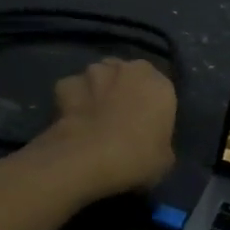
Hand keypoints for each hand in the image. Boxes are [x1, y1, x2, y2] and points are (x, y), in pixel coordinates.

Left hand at [36, 57, 176, 197]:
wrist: (87, 159)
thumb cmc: (136, 158)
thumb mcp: (164, 159)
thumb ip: (160, 141)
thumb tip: (151, 143)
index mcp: (160, 85)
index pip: (158, 90)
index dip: (149, 106)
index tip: (144, 125)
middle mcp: (129, 70)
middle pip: (127, 75)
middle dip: (123, 90)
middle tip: (118, 118)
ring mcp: (95, 72)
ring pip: (98, 77)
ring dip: (97, 91)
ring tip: (91, 119)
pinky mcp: (66, 83)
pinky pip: (71, 90)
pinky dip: (70, 101)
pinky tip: (69, 121)